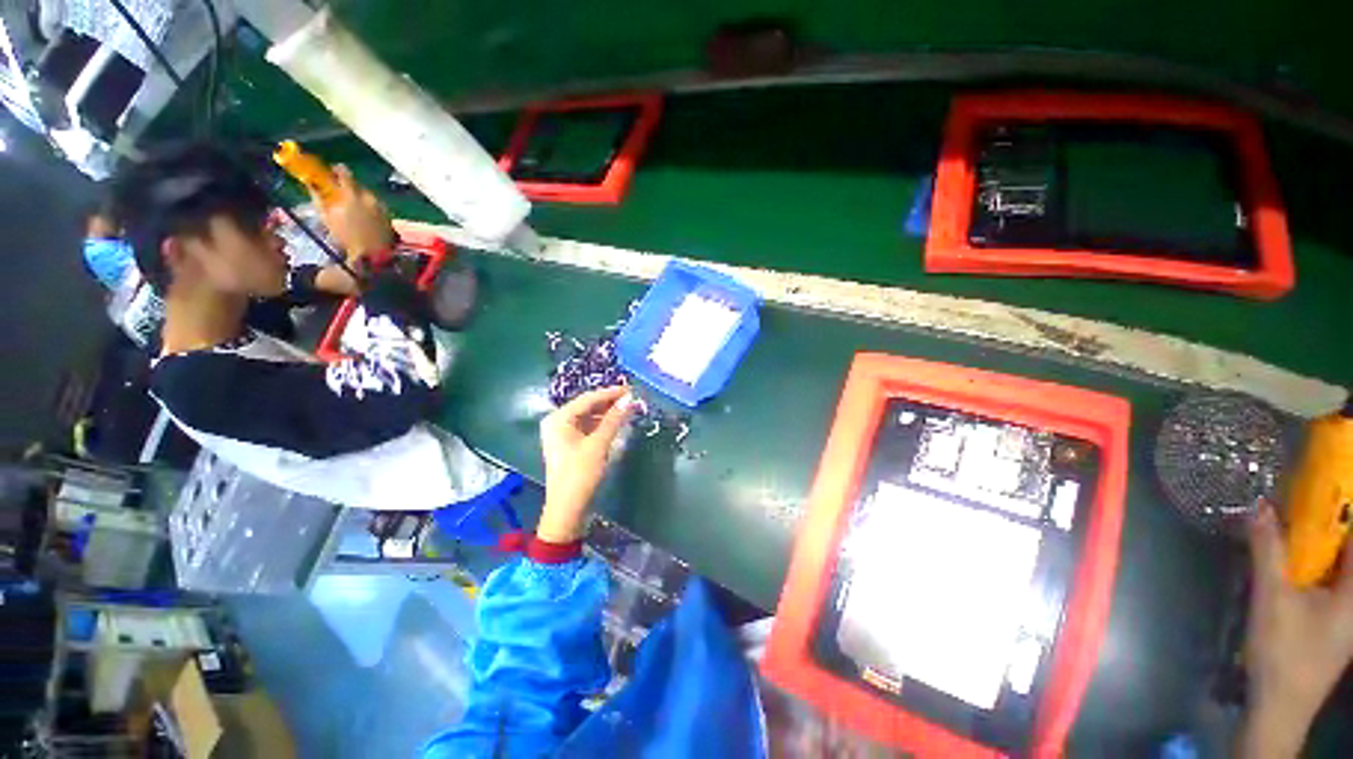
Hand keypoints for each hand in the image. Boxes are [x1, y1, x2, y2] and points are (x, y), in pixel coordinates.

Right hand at [314, 165, 395, 263]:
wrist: (373, 253)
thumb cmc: (346, 236)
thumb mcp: (327, 217)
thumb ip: (318, 197)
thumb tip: (311, 183)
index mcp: (352, 195)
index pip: (345, 173)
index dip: (337, 170)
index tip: (332, 171)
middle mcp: (369, 197)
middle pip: (357, 184)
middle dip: (348, 186)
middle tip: (341, 193)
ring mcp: (381, 205)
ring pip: (368, 194)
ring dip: (359, 197)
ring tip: (353, 208)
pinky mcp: (389, 214)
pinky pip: (377, 205)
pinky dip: (369, 206)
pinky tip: (365, 216)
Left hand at [537, 386, 634, 543]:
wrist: (567, 509)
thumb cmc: (580, 474)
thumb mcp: (598, 445)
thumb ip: (614, 420)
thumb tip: (629, 400)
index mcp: (559, 419)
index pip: (588, 398)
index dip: (610, 393)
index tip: (631, 389)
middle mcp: (558, 422)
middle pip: (587, 406)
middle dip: (610, 402)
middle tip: (632, 398)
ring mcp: (563, 434)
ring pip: (589, 417)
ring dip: (608, 413)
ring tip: (628, 409)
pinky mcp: (570, 445)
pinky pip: (588, 428)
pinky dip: (603, 424)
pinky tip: (617, 423)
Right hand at [1240, 501, 1352, 757]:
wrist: (1280, 704)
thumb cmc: (1284, 651)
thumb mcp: (1272, 599)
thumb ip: (1268, 551)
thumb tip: (1259, 506)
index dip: (1343, 506)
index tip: (1324, 481)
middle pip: (1346, 548)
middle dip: (1326, 523)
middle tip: (1298, 498)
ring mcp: (1345, 611)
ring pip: (1336, 564)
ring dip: (1317, 542)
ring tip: (1289, 523)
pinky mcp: (1332, 620)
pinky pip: (1327, 578)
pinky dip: (1312, 562)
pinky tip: (1289, 561)